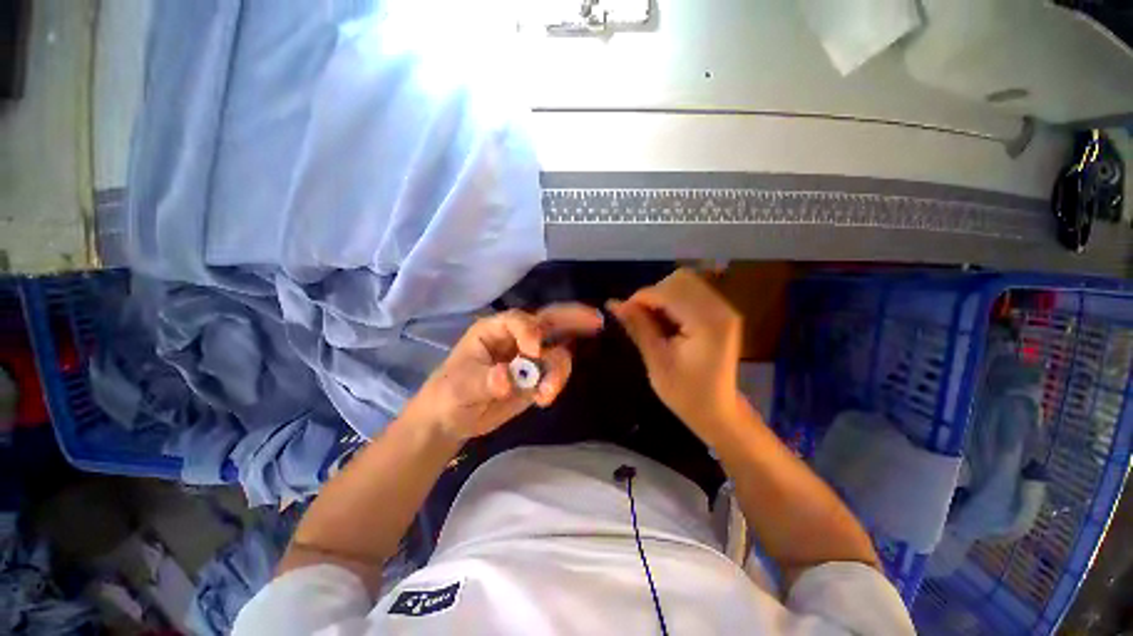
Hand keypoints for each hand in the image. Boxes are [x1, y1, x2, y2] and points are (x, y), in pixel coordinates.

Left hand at [407, 304, 603, 441]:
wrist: (452, 419)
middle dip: (573, 319)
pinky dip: (556, 383)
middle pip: (548, 322)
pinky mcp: (535, 377)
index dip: (530, 330)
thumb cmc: (449, 392)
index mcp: (495, 329)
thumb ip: (485, 381)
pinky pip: (555, 373)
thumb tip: (507, 379)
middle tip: (596, 319)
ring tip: (547, 394)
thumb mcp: (460, 386)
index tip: (534, 351)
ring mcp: (529, 358)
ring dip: (560, 369)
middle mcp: (517, 338)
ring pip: (557, 351)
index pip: (519, 320)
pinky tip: (544, 399)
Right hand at [608, 269, 745, 443]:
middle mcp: (721, 309)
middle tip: (637, 316)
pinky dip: (673, 300)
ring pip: (686, 282)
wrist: (718, 412)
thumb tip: (613, 304)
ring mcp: (725, 309)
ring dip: (662, 295)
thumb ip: (638, 327)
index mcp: (706, 323)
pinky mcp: (722, 313)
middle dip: (652, 294)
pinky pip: (693, 292)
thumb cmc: (686, 394)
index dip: (640, 298)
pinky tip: (665, 320)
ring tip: (650, 319)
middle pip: (679, 279)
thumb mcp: (657, 362)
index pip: (668, 292)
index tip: (621, 312)